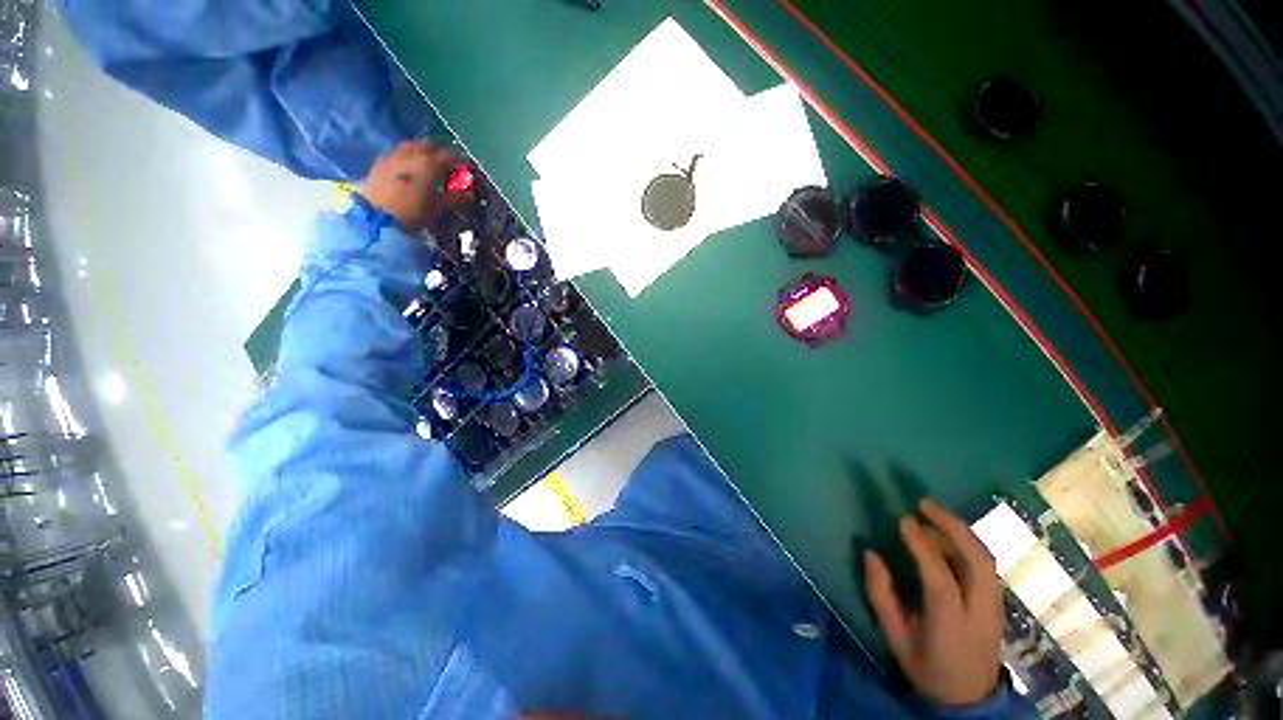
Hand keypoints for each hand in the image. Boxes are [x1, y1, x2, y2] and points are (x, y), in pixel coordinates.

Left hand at [363, 141, 471, 232]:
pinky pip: (396, 153)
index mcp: (428, 163)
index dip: (460, 161)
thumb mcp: (437, 208)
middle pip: (428, 145)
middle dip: (438, 153)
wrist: (377, 219)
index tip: (465, 169)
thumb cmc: (413, 214)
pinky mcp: (378, 163)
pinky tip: (406, 169)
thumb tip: (469, 194)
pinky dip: (405, 157)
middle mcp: (410, 154)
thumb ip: (454, 198)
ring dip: (420, 152)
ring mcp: (392, 156)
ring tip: (425, 166)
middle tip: (445, 166)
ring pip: (410, 146)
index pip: (449, 155)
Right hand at [863, 498, 1001, 707]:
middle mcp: (980, 612)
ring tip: (934, 512)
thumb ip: (881, 596)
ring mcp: (995, 607)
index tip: (902, 520)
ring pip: (986, 559)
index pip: (940, 578)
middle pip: (977, 561)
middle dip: (952, 526)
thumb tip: (870, 553)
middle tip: (924, 503)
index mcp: (951, 625)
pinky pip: (986, 564)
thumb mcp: (895, 638)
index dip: (922, 546)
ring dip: (961, 530)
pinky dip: (968, 542)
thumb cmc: (927, 669)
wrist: (971, 701)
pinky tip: (949, 534)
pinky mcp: (998, 603)